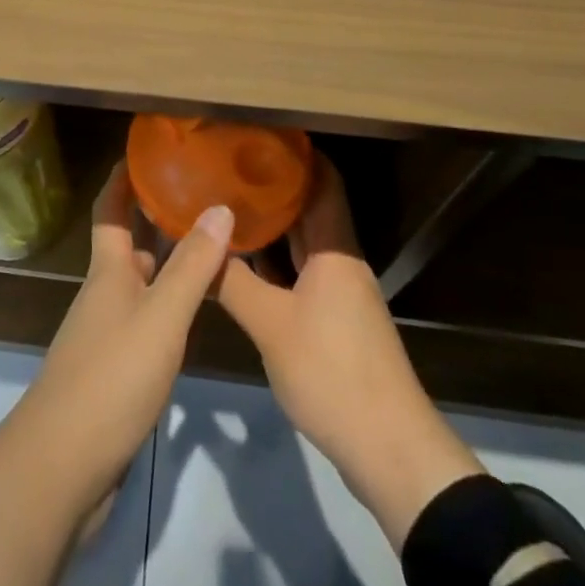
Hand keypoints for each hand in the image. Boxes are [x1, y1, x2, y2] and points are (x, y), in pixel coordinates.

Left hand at [14, 164, 234, 511]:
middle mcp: (104, 294)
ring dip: (168, 263)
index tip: (144, 150)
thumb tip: (220, 207)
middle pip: (129, 245)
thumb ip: (191, 266)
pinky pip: (146, 321)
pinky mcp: (114, 371)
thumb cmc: (111, 378)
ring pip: (141, 284)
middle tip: (201, 196)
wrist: (62, 466)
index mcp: (109, 272)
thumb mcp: (161, 317)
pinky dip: (169, 306)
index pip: (111, 210)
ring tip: (211, 248)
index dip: (122, 179)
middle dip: (157, 219)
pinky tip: (195, 314)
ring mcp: (106, 334)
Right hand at [217, 158, 484, 548]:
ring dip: (272, 227)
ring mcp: (340, 294)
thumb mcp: (271, 325)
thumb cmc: (332, 372)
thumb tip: (195, 244)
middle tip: (228, 168)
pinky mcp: (335, 323)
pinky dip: (275, 264)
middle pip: (311, 209)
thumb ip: (231, 281)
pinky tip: (243, 265)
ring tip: (227, 207)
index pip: (323, 181)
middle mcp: (341, 262)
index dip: (297, 153)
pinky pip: (301, 275)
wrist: (389, 450)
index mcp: (335, 249)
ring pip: (304, 245)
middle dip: (274, 187)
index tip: (258, 134)